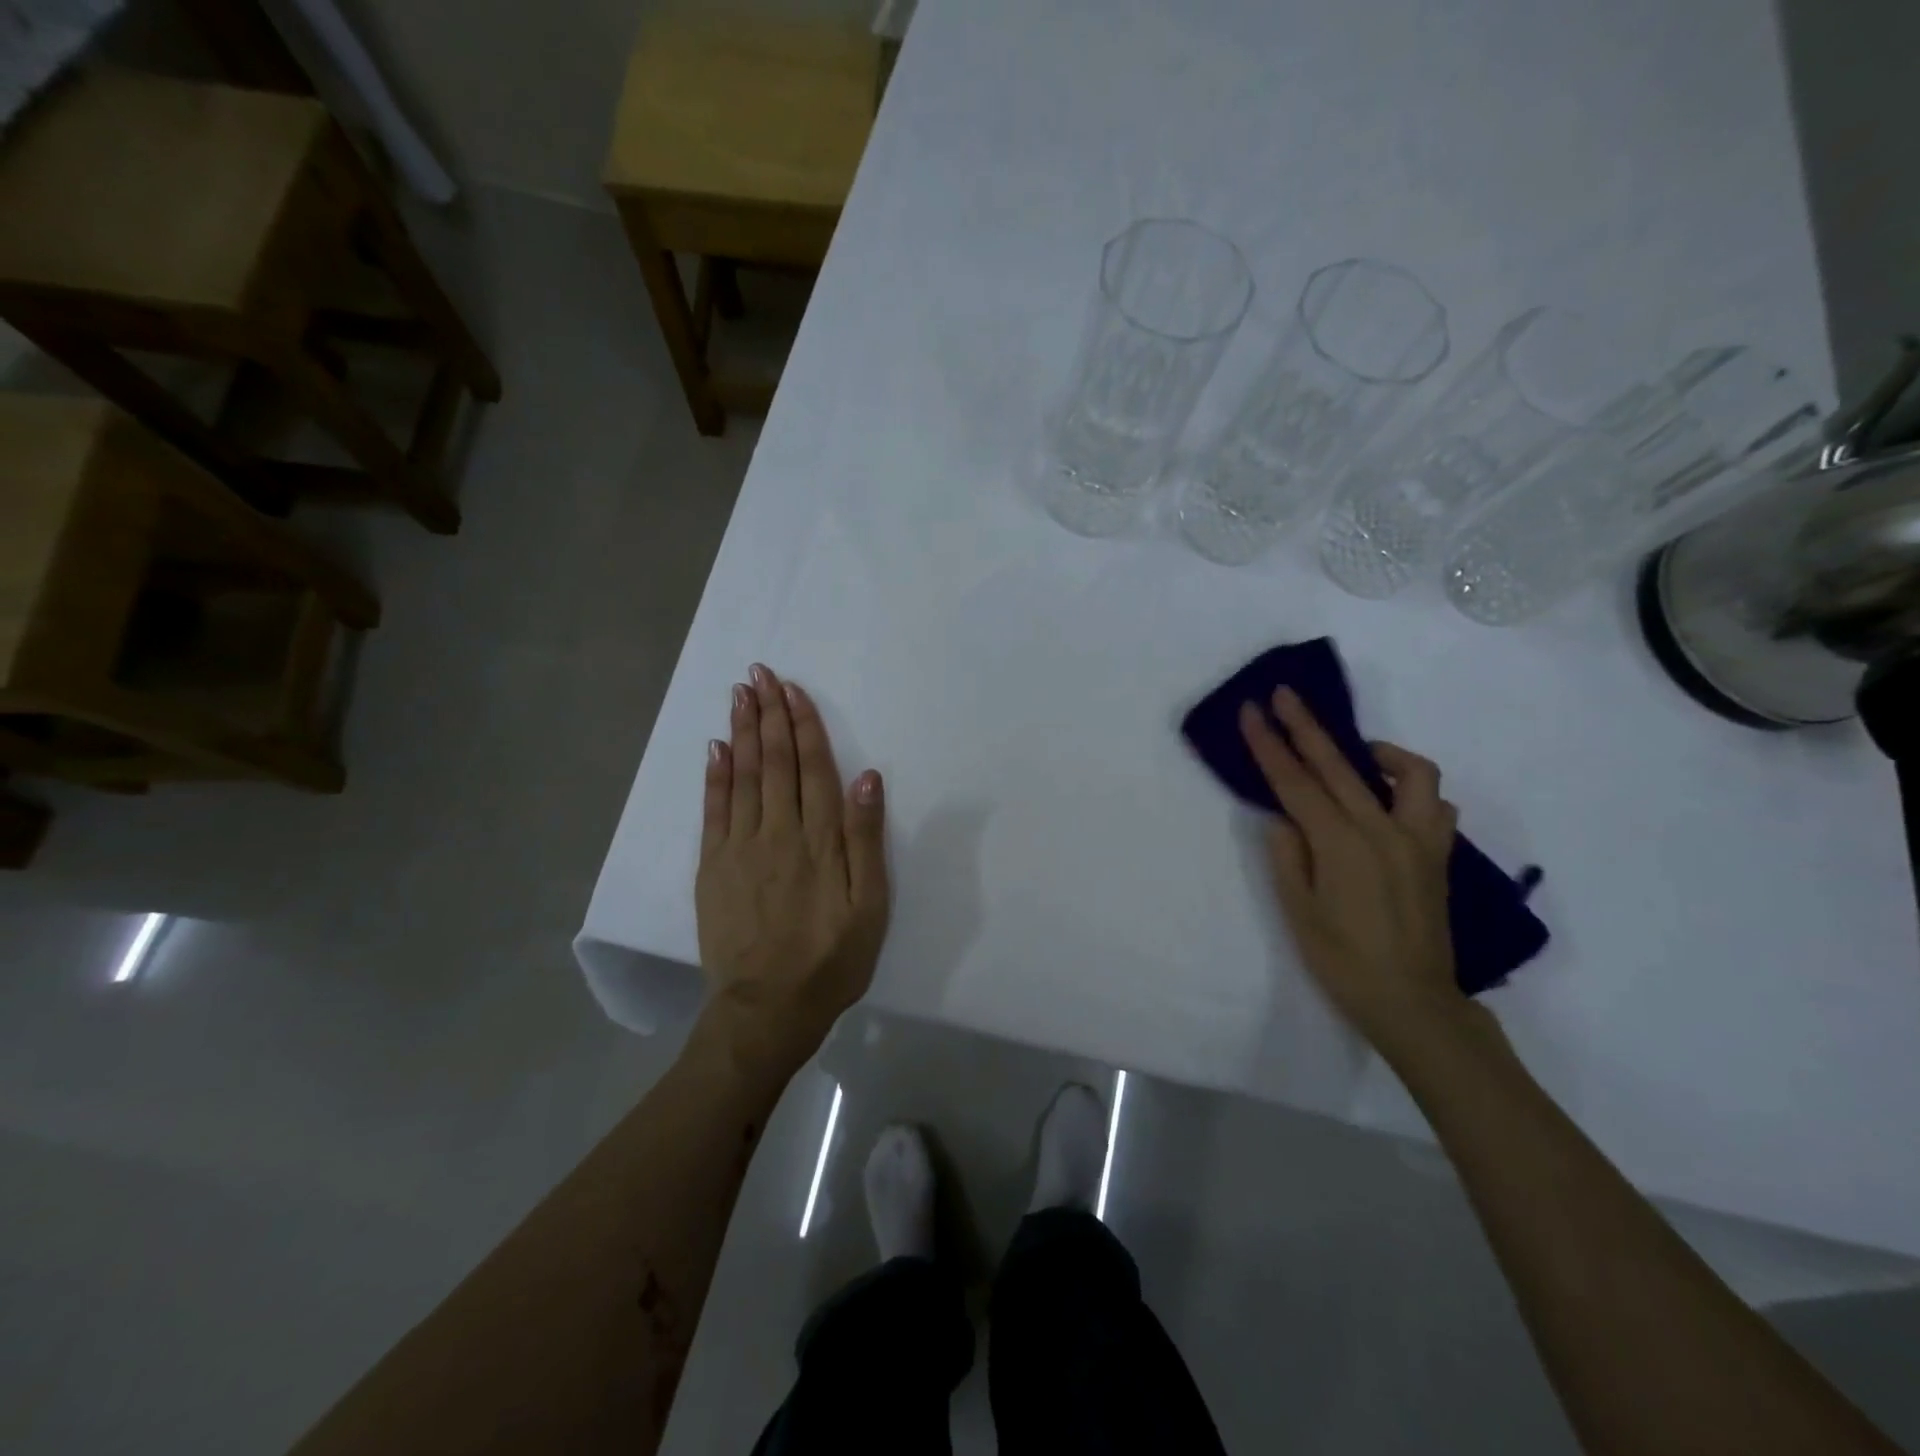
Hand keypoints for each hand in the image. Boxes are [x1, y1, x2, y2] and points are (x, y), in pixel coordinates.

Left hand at [696, 664, 890, 1074]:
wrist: (767, 1008)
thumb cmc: (831, 959)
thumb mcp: (870, 906)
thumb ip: (866, 839)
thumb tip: (867, 777)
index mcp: (820, 840)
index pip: (812, 768)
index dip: (803, 725)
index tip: (793, 690)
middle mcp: (777, 832)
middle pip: (774, 761)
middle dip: (769, 714)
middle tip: (760, 674)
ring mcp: (739, 847)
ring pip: (742, 776)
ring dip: (742, 732)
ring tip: (740, 694)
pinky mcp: (713, 866)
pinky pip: (713, 810)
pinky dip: (714, 775)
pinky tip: (715, 748)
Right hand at [1239, 687, 1472, 1052]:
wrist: (1414, 1004)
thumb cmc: (1344, 963)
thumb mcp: (1297, 913)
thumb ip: (1287, 857)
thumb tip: (1283, 818)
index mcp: (1341, 846)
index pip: (1295, 783)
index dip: (1269, 745)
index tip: (1251, 711)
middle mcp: (1384, 831)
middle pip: (1339, 764)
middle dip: (1306, 725)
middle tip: (1284, 695)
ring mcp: (1419, 841)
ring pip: (1411, 773)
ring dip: (1377, 752)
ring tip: (1354, 754)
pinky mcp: (1439, 855)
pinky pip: (1435, 805)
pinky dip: (1412, 791)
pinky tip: (1389, 802)